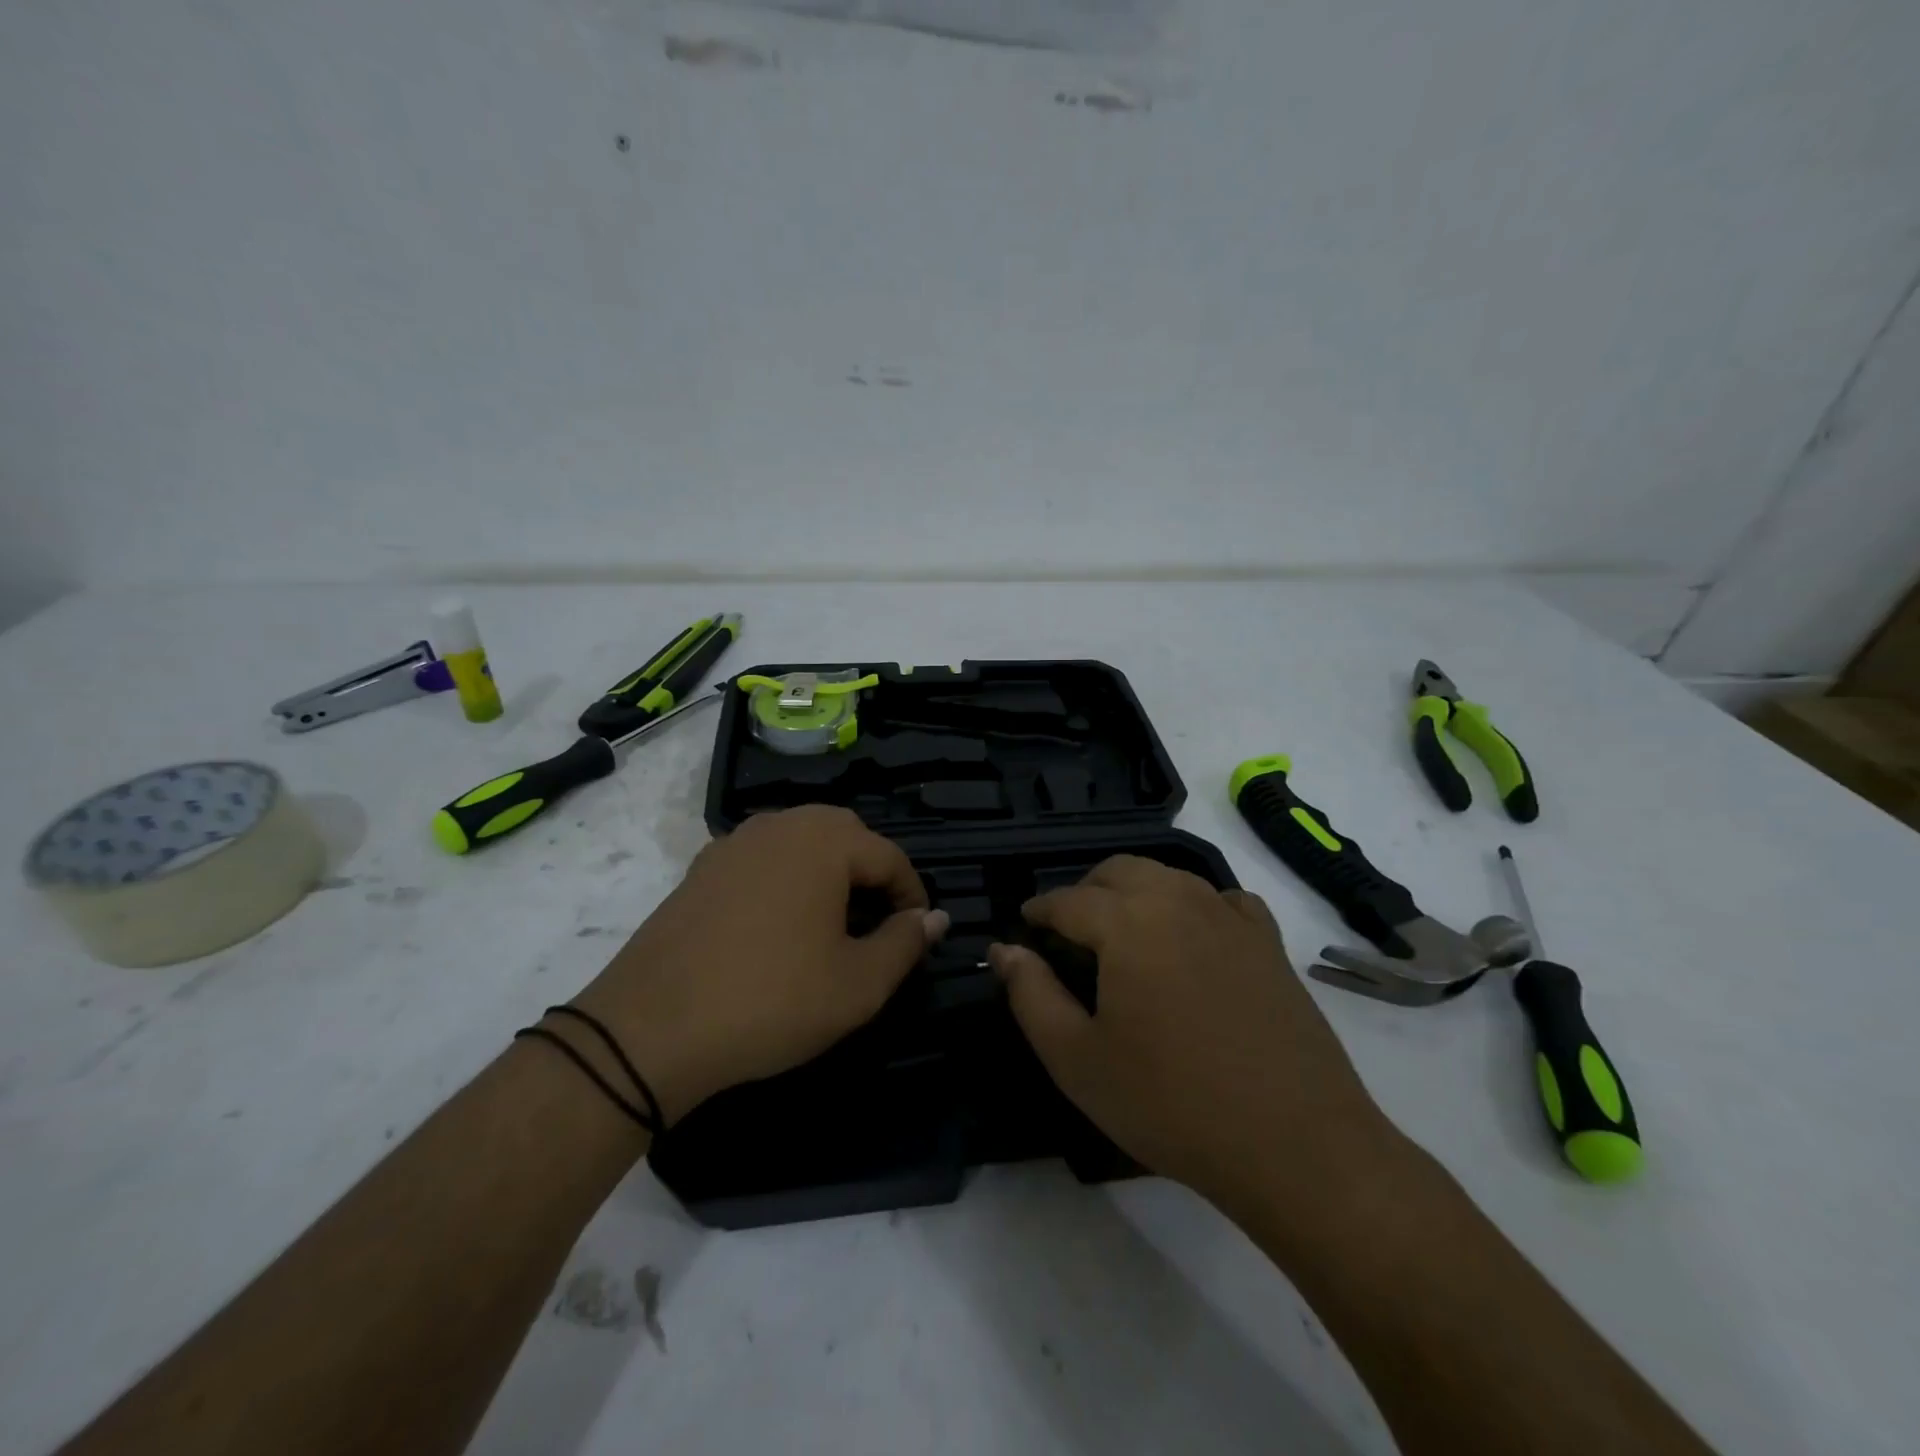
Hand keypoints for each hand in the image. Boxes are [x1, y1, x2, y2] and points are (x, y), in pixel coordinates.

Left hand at [571, 806, 947, 1124]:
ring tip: (832, 923)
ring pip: (801, 842)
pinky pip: (763, 859)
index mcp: (824, 841)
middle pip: (846, 836)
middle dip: (871, 874)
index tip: (917, 935)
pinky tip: (778, 926)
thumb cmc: (771, 1001)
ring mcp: (734, 843)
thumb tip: (935, 918)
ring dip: (828, 873)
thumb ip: (906, 943)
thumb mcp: (858, 984)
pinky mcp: (702, 868)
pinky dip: (786, 879)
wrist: (650, 1029)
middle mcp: (780, 824)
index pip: (889, 856)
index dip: (912, 896)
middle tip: (877, 924)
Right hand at [989, 855, 1395, 1215]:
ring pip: (1169, 877)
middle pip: (1119, 871)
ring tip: (1122, 933)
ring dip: (1135, 892)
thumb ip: (1031, 995)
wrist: (1295, 1144)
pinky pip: (1221, 900)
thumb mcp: (1077, 1059)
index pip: (1068, 899)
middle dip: (1085, 891)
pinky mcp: (1269, 942)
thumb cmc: (1171, 1103)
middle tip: (1068, 930)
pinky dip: (1193, 905)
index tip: (1024, 925)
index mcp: (1128, 921)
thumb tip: (1004, 950)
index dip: (1039, 910)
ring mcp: (1230, 917)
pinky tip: (1191, 938)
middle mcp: (1179, 899)